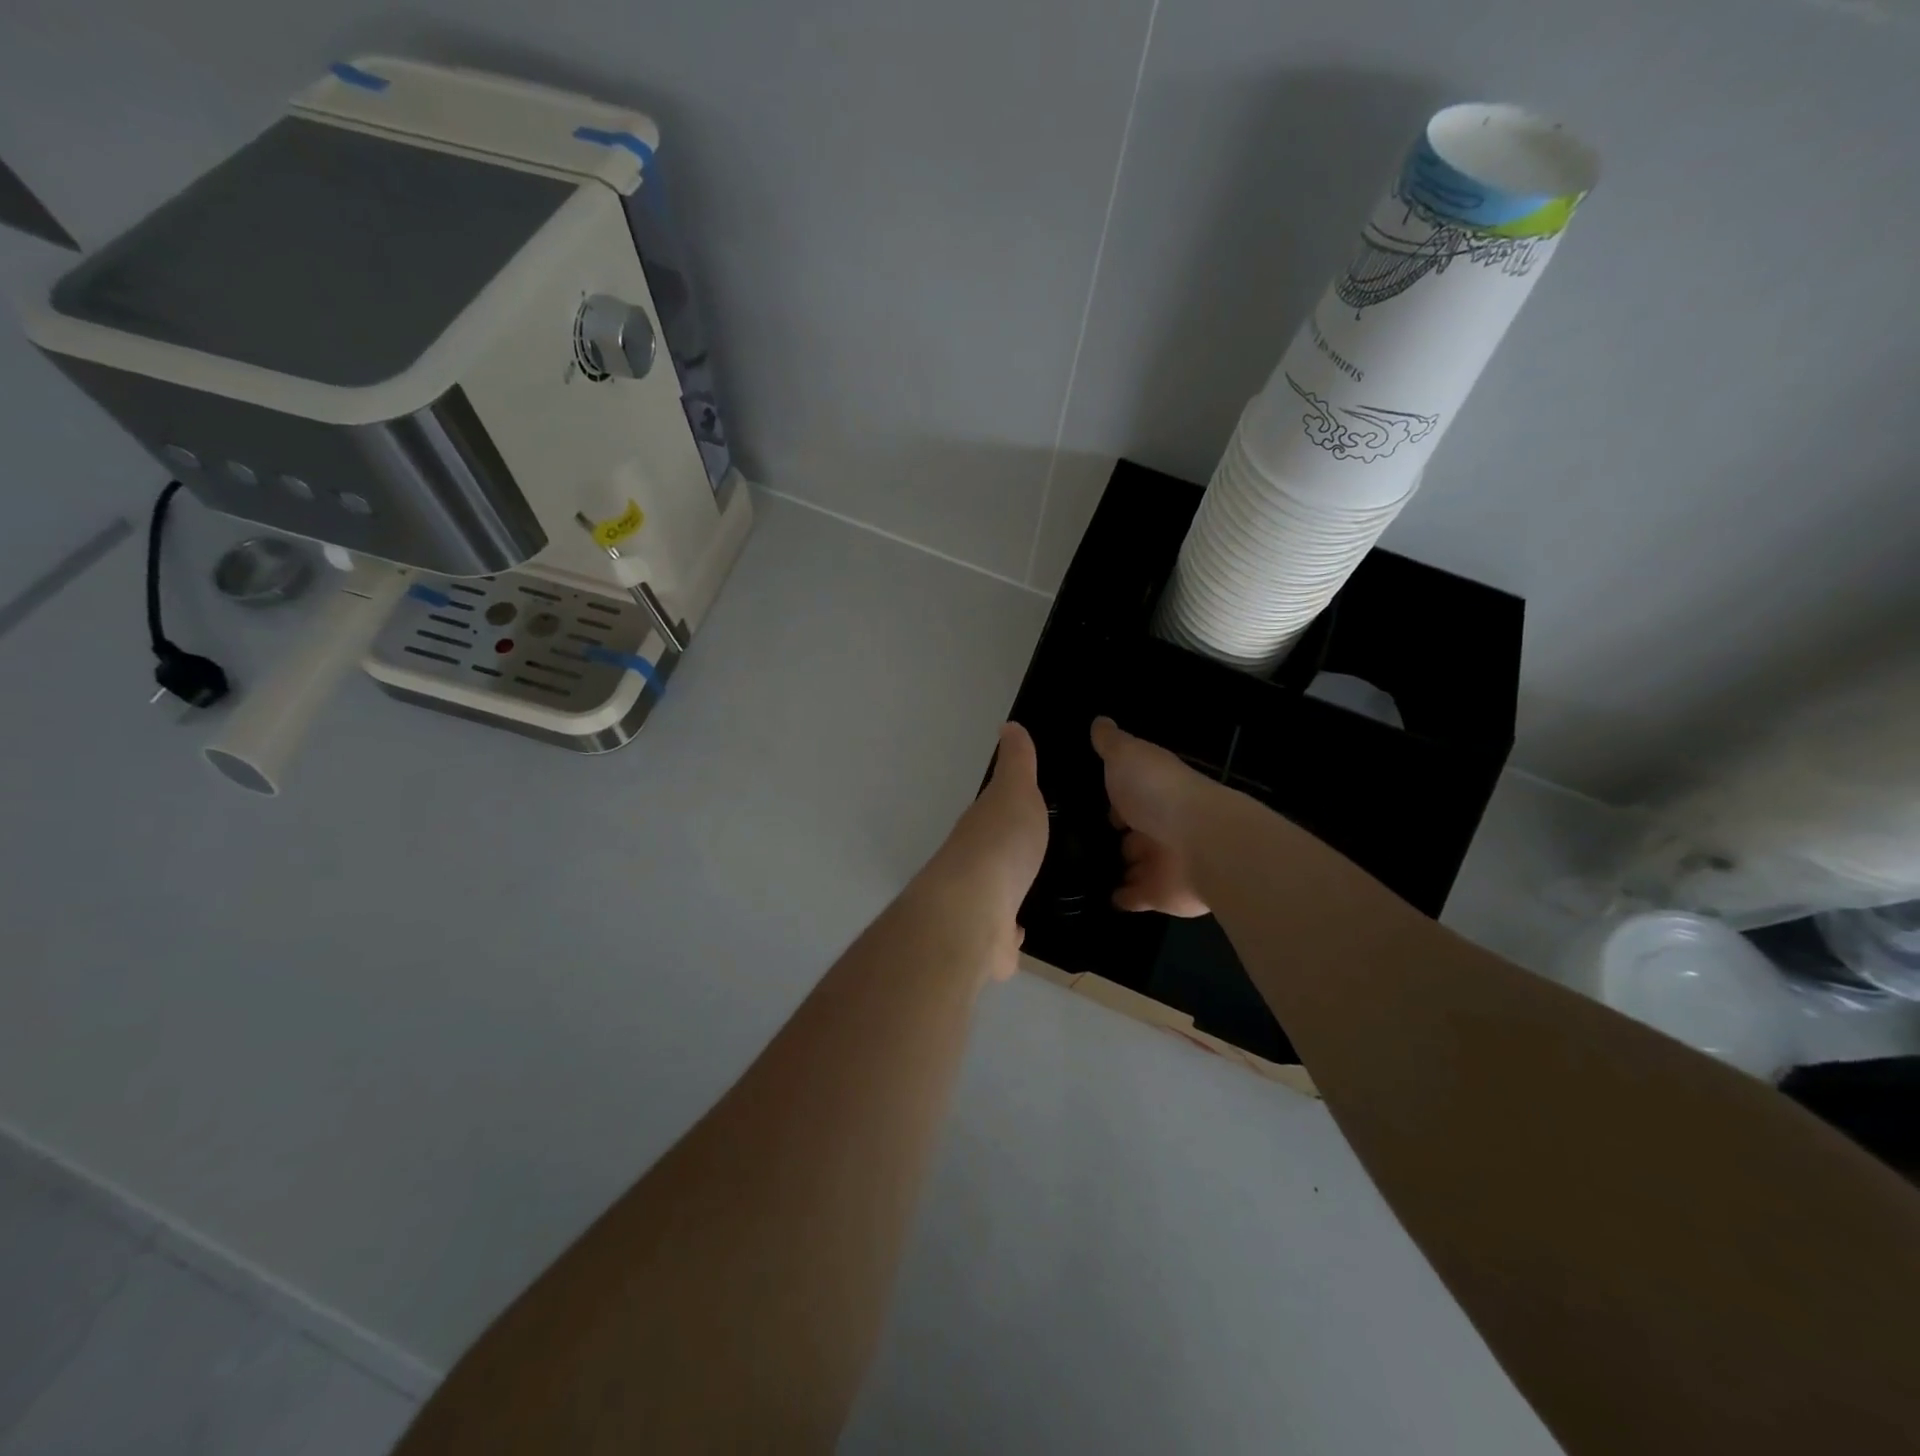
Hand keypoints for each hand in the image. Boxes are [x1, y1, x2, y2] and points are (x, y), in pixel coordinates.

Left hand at [923, 722, 1049, 978]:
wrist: (974, 911)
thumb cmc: (1000, 844)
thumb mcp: (1015, 792)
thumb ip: (1017, 764)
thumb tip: (1009, 727)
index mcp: (980, 828)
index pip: (994, 815)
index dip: (1009, 812)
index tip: (1025, 810)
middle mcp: (973, 864)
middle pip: (991, 856)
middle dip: (1008, 855)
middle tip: (1035, 854)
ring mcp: (976, 904)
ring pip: (994, 894)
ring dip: (1007, 893)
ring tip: (1032, 891)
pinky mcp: (985, 942)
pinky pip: (1000, 934)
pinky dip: (1008, 934)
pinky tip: (1020, 933)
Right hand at [1091, 716, 1217, 917]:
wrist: (1201, 843)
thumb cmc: (1158, 792)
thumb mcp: (1126, 756)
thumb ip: (1111, 743)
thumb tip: (1099, 721)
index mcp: (1154, 790)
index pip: (1129, 791)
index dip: (1113, 795)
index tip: (1091, 800)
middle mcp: (1160, 823)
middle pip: (1133, 829)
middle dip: (1117, 834)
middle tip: (1082, 840)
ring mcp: (1161, 861)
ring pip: (1134, 863)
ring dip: (1119, 866)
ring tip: (1085, 871)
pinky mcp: (1160, 894)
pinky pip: (1135, 897)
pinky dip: (1122, 897)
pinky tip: (1103, 897)